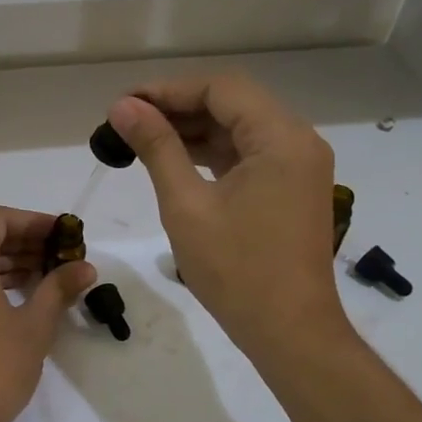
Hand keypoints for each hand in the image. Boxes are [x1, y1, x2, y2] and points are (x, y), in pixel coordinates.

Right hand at [107, 74, 351, 362]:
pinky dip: (211, 153)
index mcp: (281, 138)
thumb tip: (123, 107)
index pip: (221, 89)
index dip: (168, 90)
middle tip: (127, 122)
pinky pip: (248, 155)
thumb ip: (156, 147)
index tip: (124, 105)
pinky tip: (174, 160)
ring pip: (239, 129)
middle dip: (178, 108)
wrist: (289, 332)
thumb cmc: (236, 270)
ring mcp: (298, 166)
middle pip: (232, 103)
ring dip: (193, 129)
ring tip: (141, 139)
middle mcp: (298, 141)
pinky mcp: (291, 188)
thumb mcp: (186, 204)